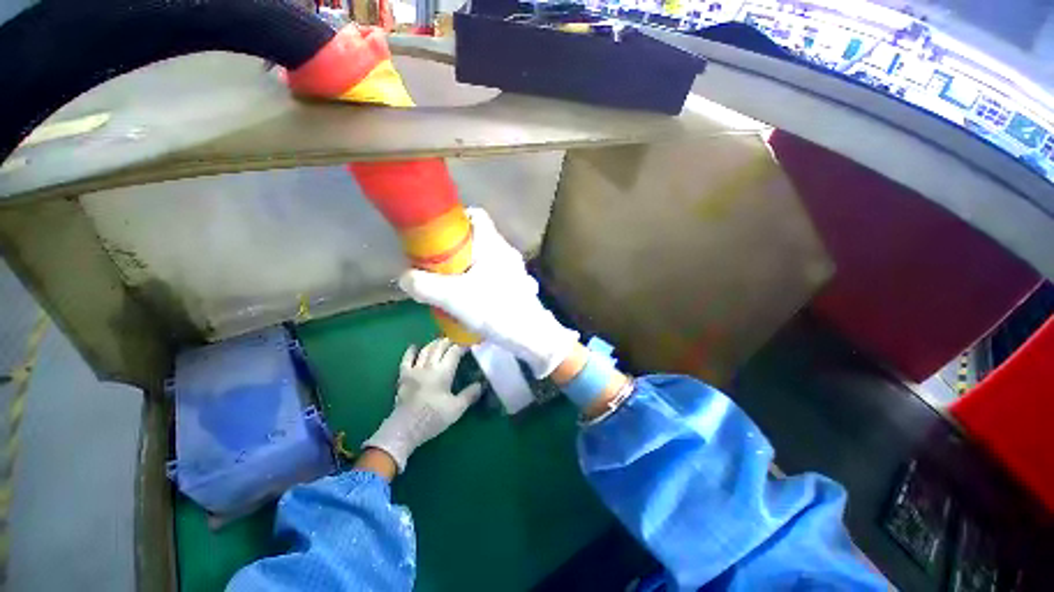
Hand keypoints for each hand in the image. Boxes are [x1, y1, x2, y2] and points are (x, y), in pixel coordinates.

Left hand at [363, 338, 481, 471]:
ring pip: (425, 350)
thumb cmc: (433, 418)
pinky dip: (411, 351)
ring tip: (441, 341)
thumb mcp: (457, 408)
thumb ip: (470, 394)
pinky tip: (414, 347)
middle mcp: (429, 366)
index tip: (470, 345)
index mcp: (443, 372)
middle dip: (449, 342)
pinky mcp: (403, 377)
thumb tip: (482, 383)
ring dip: (434, 343)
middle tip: (457, 341)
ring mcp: (414, 370)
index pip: (454, 352)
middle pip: (439, 347)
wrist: (405, 429)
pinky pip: (406, 359)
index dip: (462, 346)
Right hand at [398, 208, 578, 377]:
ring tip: (451, 283)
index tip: (439, 235)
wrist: (530, 335)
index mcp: (493, 244)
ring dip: (467, 266)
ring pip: (486, 257)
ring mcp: (515, 268)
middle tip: (439, 264)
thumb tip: (404, 278)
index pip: (476, 215)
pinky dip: (479, 278)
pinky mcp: (517, 284)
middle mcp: (506, 251)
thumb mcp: (453, 297)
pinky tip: (470, 297)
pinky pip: (493, 273)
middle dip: (456, 248)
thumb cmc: (494, 309)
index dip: (457, 219)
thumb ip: (424, 286)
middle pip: (478, 238)